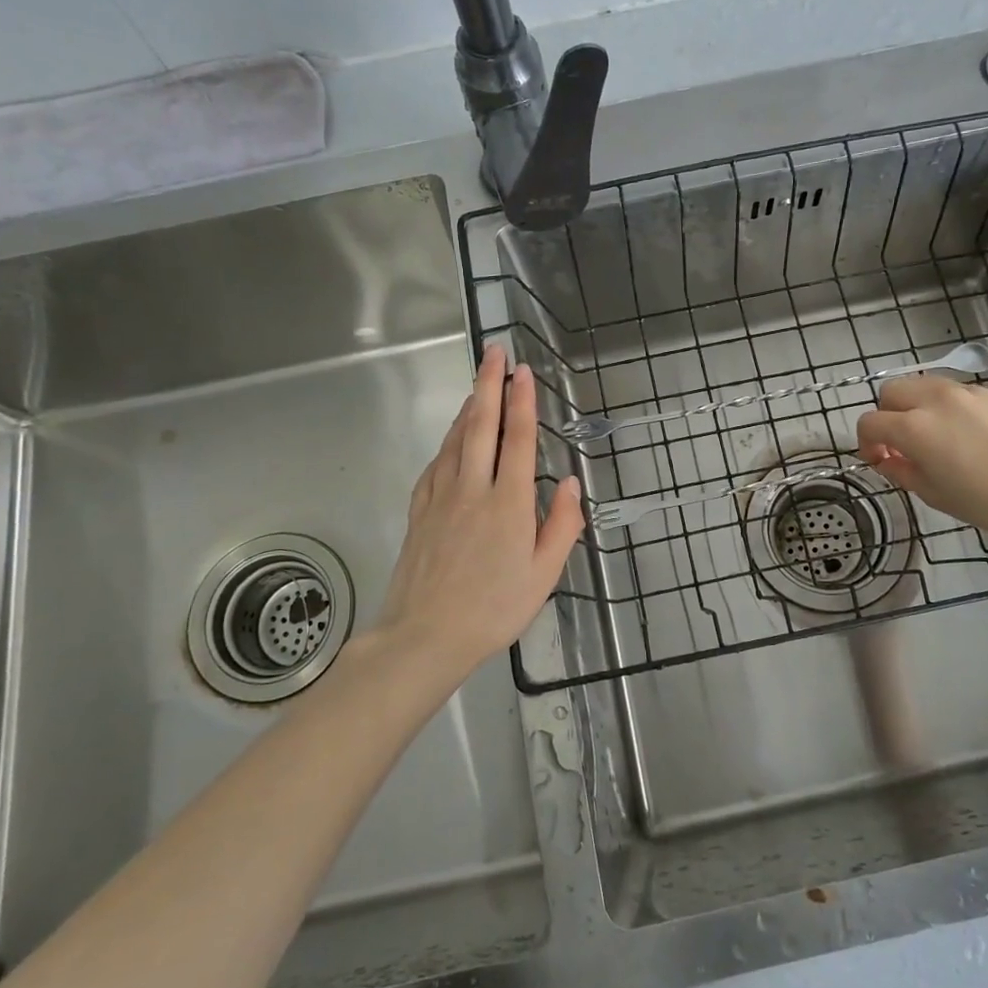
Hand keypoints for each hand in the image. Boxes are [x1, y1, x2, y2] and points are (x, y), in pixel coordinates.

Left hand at [373, 345, 583, 680]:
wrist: (425, 635)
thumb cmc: (494, 609)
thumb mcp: (543, 575)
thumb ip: (561, 526)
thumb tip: (568, 482)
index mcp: (508, 504)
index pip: (518, 439)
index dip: (522, 401)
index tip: (524, 371)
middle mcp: (473, 490)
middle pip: (481, 426)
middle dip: (489, 384)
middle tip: (494, 351)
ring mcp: (441, 498)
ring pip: (455, 440)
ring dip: (468, 407)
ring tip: (478, 384)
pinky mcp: (419, 511)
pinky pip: (435, 464)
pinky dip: (447, 441)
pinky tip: (452, 438)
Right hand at [855, 375, 987, 547]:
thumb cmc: (986, 503)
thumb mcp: (934, 494)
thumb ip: (902, 471)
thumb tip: (888, 461)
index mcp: (914, 427)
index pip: (870, 422)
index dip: (866, 442)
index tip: (878, 460)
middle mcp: (937, 400)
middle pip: (892, 390)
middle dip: (888, 413)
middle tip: (902, 442)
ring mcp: (972, 393)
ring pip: (928, 385)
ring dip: (921, 406)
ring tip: (939, 436)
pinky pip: (965, 395)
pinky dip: (957, 410)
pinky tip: (978, 438)